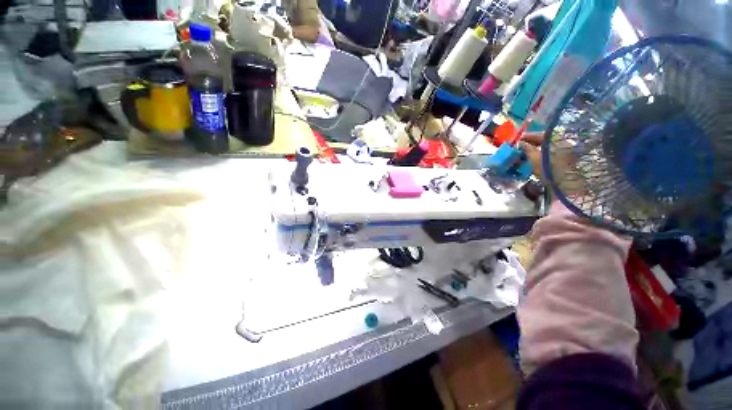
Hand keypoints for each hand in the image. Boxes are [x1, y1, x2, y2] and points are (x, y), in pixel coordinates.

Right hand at [520, 131, 584, 195]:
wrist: (565, 187)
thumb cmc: (551, 170)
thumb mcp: (535, 159)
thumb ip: (527, 149)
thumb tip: (519, 143)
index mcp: (559, 140)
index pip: (541, 134)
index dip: (528, 137)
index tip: (517, 140)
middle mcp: (563, 144)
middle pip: (543, 141)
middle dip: (530, 144)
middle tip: (518, 148)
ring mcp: (564, 153)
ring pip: (545, 149)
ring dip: (533, 150)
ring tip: (521, 154)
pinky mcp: (562, 162)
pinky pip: (547, 155)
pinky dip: (538, 156)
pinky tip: (530, 160)